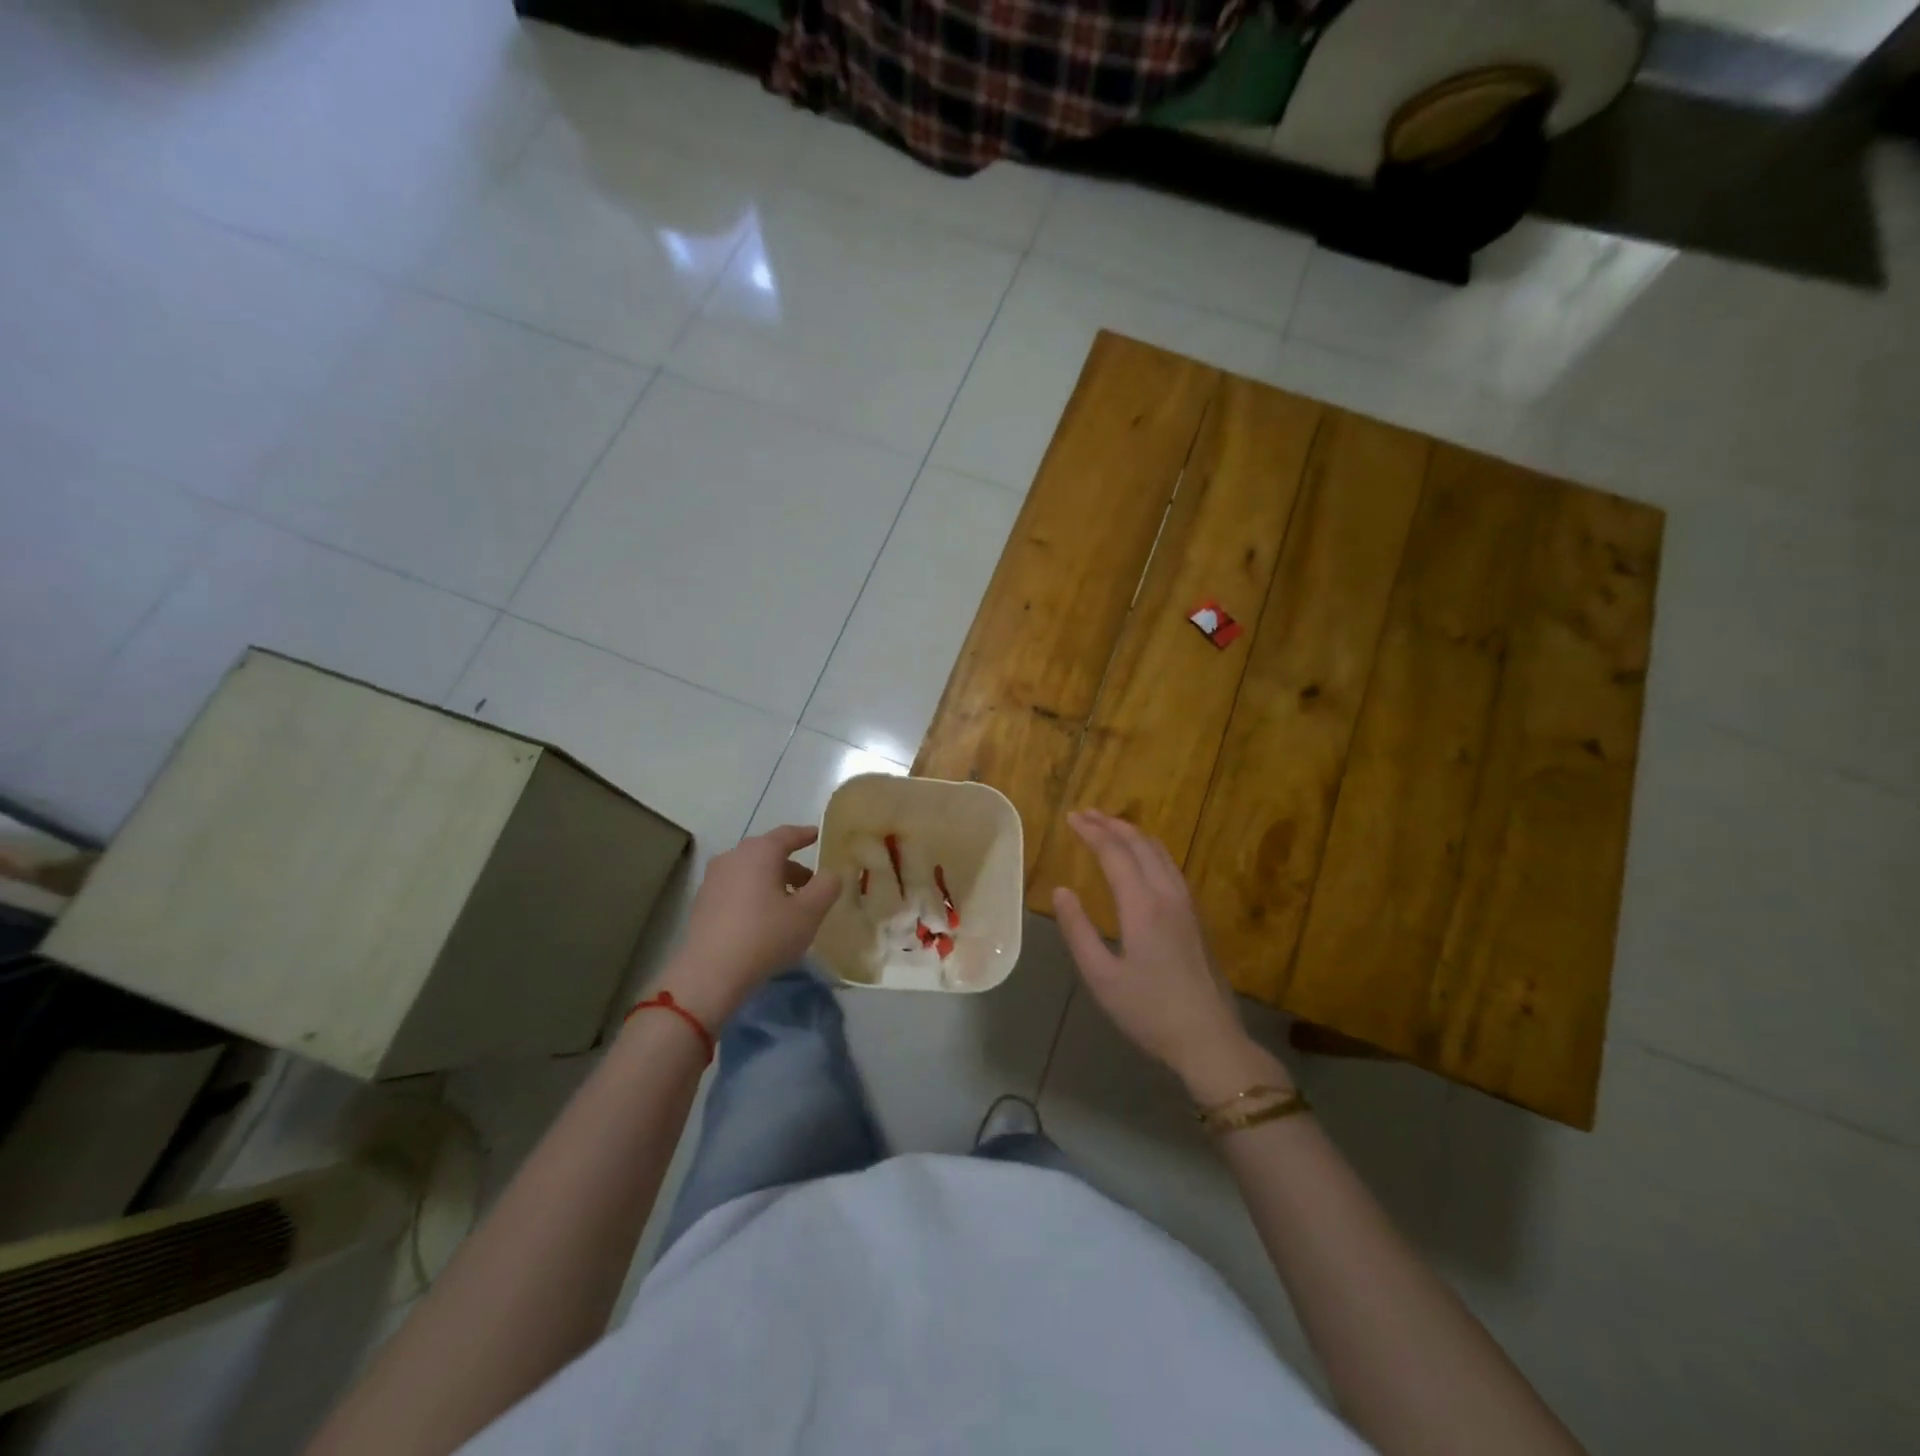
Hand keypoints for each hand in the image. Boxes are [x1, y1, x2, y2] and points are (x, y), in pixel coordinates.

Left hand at [656, 826, 840, 1027]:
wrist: (711, 973)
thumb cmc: (766, 935)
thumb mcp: (810, 912)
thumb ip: (827, 886)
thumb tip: (830, 874)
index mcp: (760, 851)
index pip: (788, 834)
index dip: (806, 835)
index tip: (818, 836)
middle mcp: (733, 856)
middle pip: (768, 853)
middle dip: (791, 865)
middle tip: (811, 883)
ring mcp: (713, 879)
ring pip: (751, 871)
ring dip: (772, 882)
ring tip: (789, 906)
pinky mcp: (702, 902)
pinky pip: (736, 888)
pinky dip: (753, 895)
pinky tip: (763, 920)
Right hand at [1052, 811, 1290, 1101]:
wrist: (1209, 1038)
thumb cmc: (1148, 1011)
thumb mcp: (1101, 977)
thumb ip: (1078, 930)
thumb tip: (1062, 891)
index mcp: (1142, 906)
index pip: (1114, 853)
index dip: (1091, 832)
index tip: (1071, 818)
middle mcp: (1167, 895)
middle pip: (1140, 844)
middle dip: (1111, 824)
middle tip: (1085, 814)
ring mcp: (1187, 904)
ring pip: (1160, 852)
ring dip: (1133, 834)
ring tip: (1110, 826)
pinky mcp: (1196, 917)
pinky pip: (1170, 866)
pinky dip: (1150, 849)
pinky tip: (1142, 858)